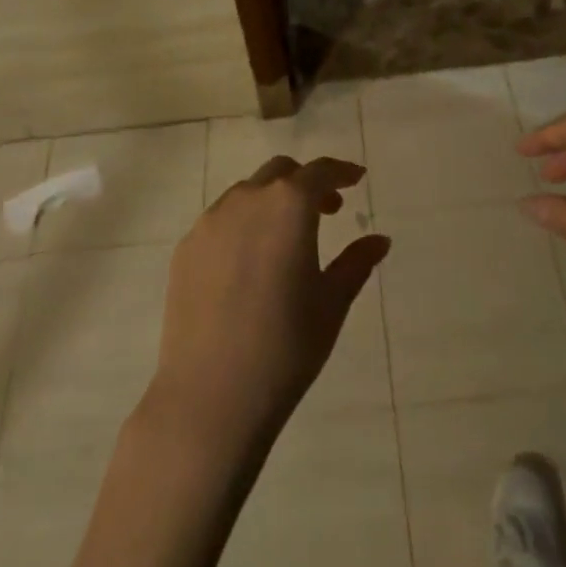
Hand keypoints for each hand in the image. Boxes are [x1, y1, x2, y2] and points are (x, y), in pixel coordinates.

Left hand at [149, 156, 389, 448]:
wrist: (210, 395)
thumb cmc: (285, 346)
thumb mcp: (331, 303)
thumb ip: (356, 262)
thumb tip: (380, 240)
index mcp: (288, 205)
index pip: (320, 171)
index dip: (342, 171)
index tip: (357, 179)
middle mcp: (247, 200)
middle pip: (281, 173)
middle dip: (306, 183)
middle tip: (327, 212)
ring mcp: (210, 222)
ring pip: (247, 194)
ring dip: (272, 202)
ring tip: (287, 239)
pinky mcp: (186, 248)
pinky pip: (221, 221)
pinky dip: (244, 225)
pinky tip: (250, 264)